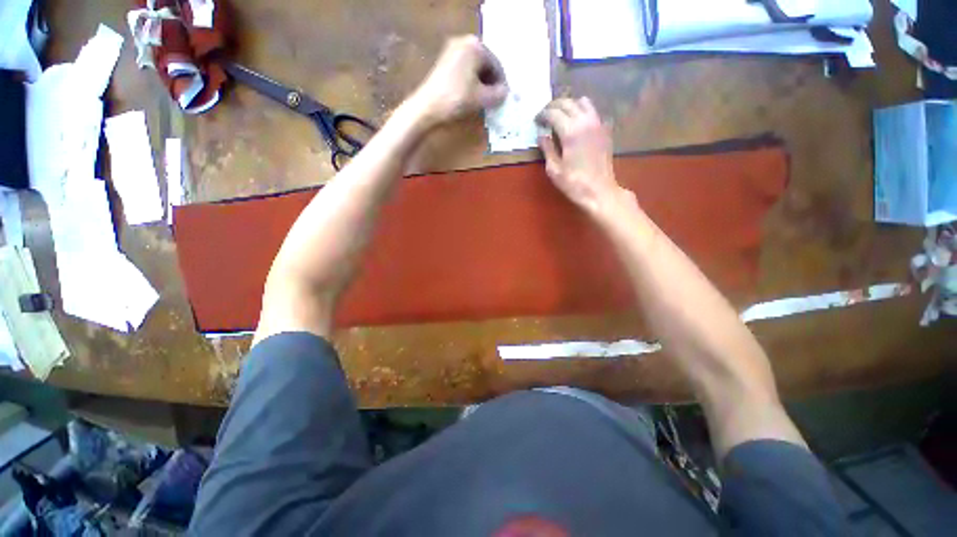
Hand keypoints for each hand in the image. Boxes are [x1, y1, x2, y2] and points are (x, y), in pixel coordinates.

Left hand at [412, 35, 508, 124]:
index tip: (504, 99)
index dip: (502, 84)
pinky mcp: (445, 62)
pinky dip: (471, 82)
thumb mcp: (482, 98)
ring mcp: (452, 50)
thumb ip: (498, 94)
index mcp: (476, 46)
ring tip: (484, 100)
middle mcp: (464, 42)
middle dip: (491, 83)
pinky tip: (472, 96)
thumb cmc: (457, 99)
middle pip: (486, 64)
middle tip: (495, 100)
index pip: (497, 65)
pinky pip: (465, 70)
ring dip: (482, 84)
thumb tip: (505, 93)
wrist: (428, 107)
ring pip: (475, 68)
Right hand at [537, 97, 631, 217]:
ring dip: (569, 105)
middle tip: (545, 115)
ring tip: (561, 115)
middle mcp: (585, 122)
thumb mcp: (554, 169)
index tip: (536, 120)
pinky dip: (582, 111)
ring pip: (583, 102)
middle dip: (554, 106)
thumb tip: (541, 136)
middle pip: (568, 103)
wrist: (599, 191)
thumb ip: (547, 149)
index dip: (542, 115)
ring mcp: (598, 124)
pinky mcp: (605, 130)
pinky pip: (593, 112)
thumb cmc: (573, 183)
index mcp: (570, 131)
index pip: (553, 113)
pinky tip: (576, 123)